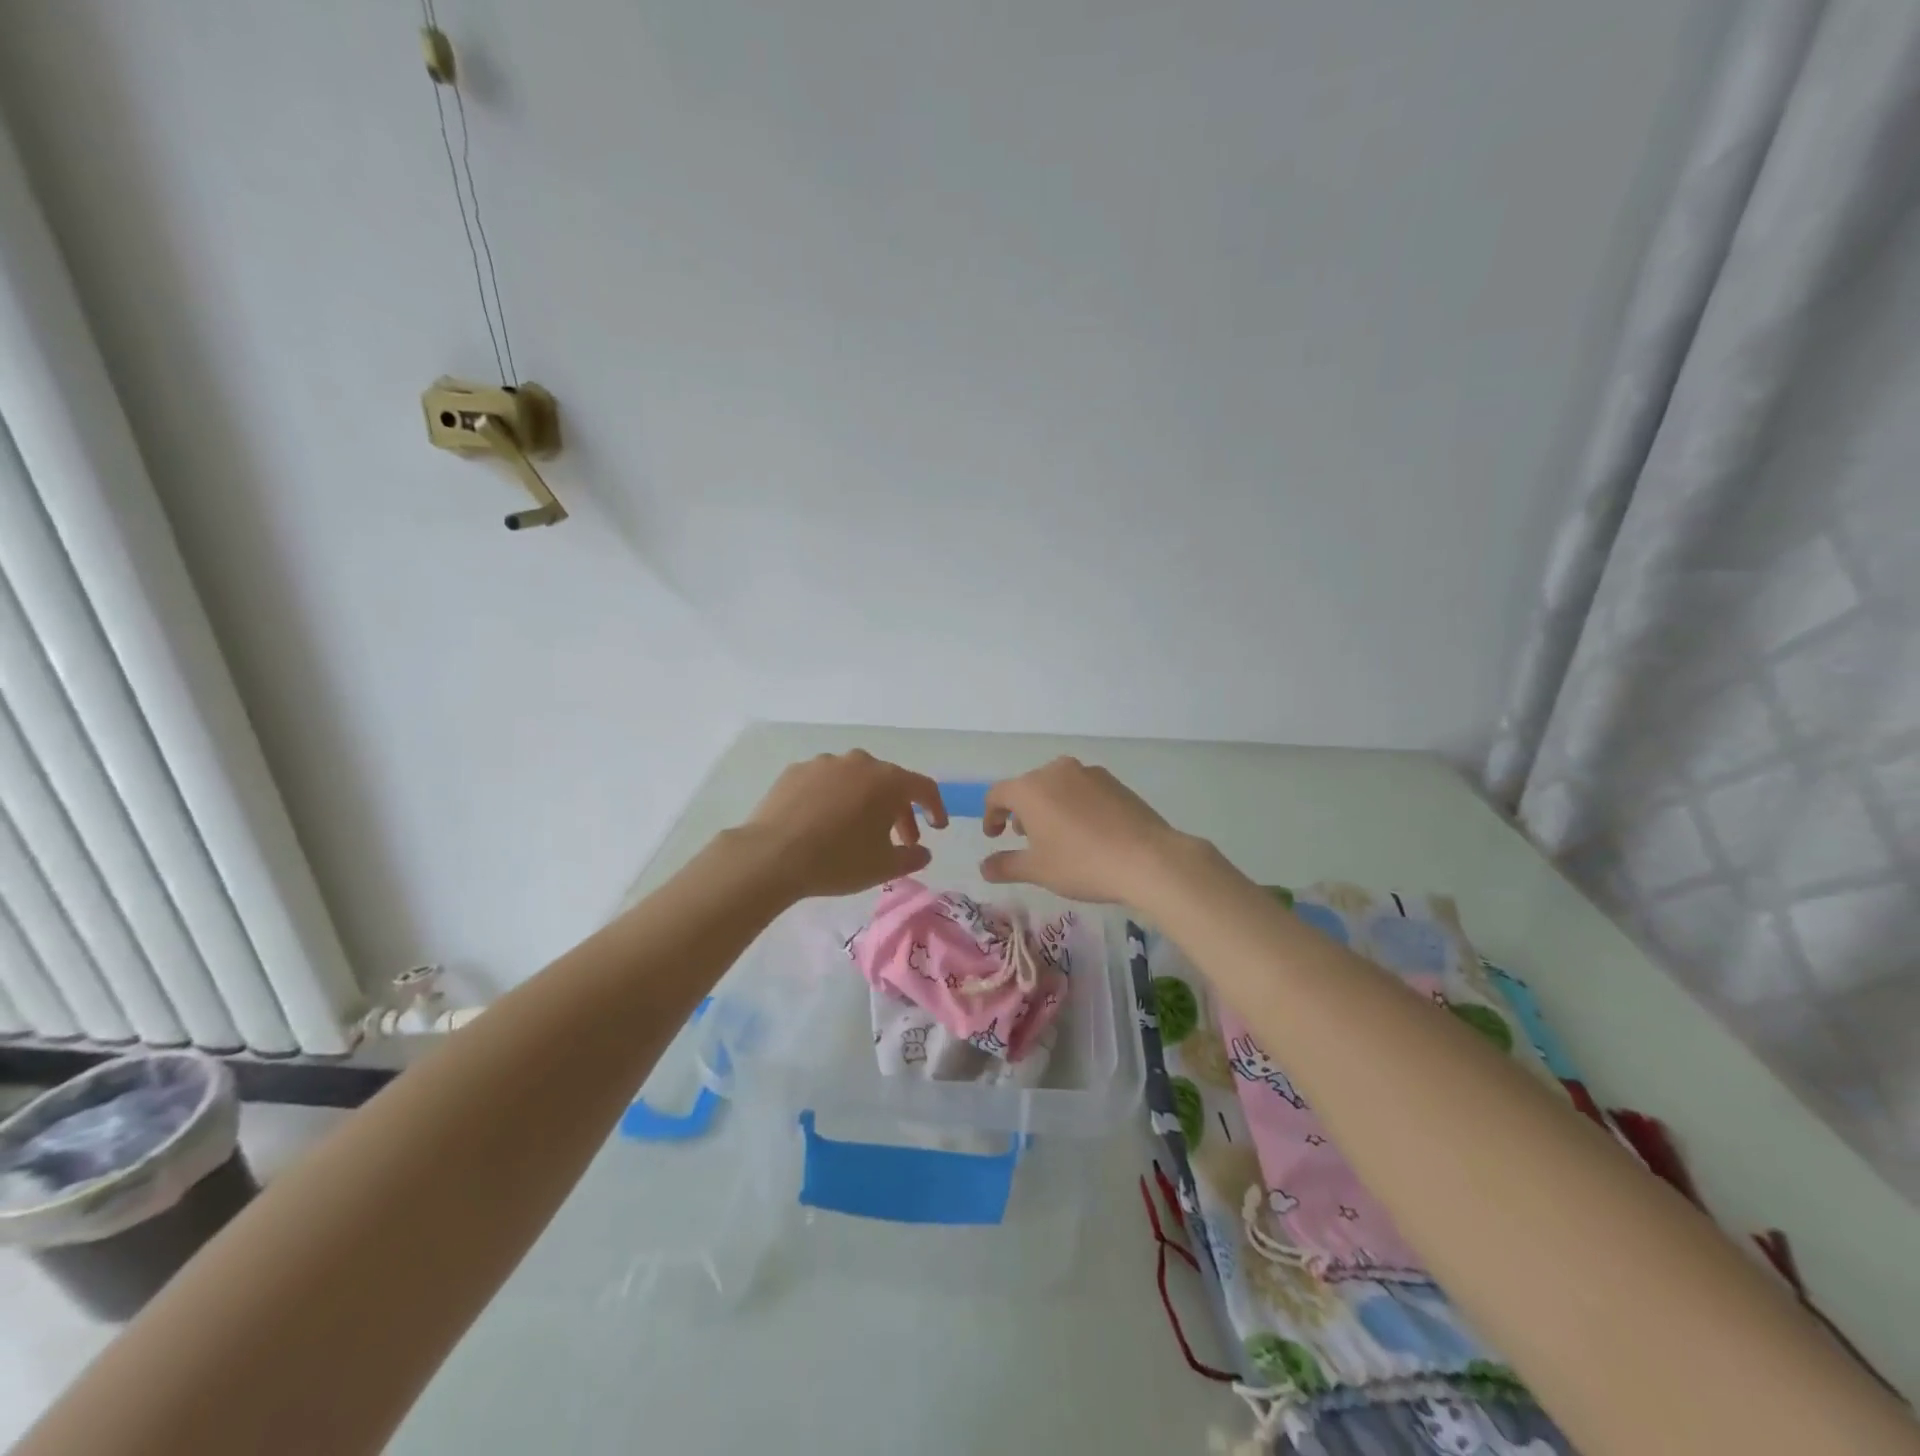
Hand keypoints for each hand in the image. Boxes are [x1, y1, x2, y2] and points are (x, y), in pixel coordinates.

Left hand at [738, 751, 947, 899]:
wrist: (772, 856)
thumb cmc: (837, 860)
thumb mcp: (883, 867)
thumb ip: (911, 858)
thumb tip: (922, 852)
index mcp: (887, 780)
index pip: (924, 787)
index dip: (935, 808)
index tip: (937, 828)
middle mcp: (859, 762)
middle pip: (889, 783)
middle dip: (899, 812)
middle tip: (900, 841)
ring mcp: (824, 763)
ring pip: (856, 780)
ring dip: (865, 802)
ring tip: (859, 831)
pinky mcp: (795, 771)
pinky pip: (826, 783)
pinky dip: (834, 799)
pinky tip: (824, 823)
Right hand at [978, 757, 1189, 905]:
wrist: (1148, 859)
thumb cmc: (1082, 864)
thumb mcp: (1038, 870)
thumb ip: (1006, 865)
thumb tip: (984, 866)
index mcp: (1031, 788)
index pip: (998, 794)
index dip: (991, 815)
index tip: (994, 836)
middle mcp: (1057, 771)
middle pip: (1028, 787)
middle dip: (1022, 812)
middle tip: (1026, 839)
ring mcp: (1089, 773)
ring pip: (1057, 786)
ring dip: (1049, 806)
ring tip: (1058, 836)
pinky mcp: (1115, 782)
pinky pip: (1083, 789)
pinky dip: (1075, 805)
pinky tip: (1088, 832)